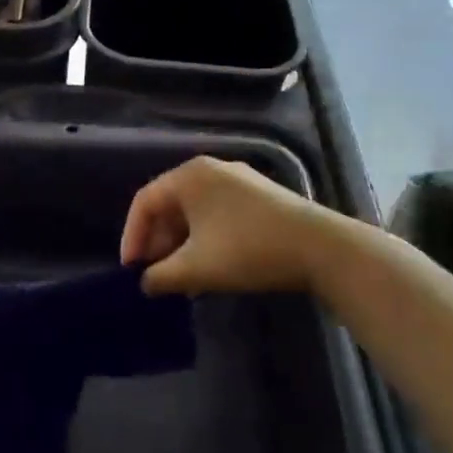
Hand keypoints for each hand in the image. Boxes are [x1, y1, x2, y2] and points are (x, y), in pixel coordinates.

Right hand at [121, 157, 327, 296]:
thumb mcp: (195, 268)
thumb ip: (161, 276)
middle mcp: (211, 170)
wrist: (321, 248)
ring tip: (181, 277)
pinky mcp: (260, 197)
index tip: (131, 270)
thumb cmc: (247, 250)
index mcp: (189, 176)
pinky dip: (205, 239)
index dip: (132, 237)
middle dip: (158, 242)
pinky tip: (211, 267)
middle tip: (155, 274)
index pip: (144, 202)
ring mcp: (239, 181)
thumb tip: (145, 283)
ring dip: (181, 244)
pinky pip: (218, 214)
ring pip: (195, 212)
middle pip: (170, 205)